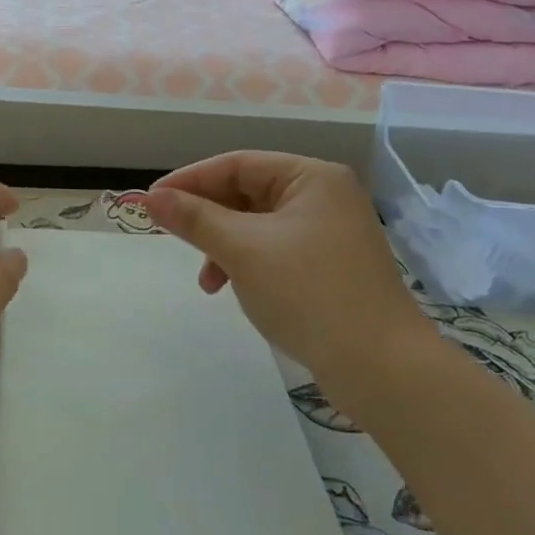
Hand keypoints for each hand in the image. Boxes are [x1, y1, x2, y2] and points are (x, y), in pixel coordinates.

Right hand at [142, 151, 432, 378]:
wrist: (384, 370)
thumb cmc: (310, 294)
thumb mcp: (243, 250)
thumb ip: (195, 218)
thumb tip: (150, 197)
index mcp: (312, 177)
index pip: (237, 164)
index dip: (190, 179)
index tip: (152, 200)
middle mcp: (325, 196)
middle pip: (248, 193)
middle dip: (208, 217)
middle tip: (172, 235)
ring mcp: (331, 233)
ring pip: (258, 225)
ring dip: (225, 245)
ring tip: (207, 280)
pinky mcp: (331, 267)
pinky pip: (275, 250)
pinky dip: (248, 264)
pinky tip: (234, 289)